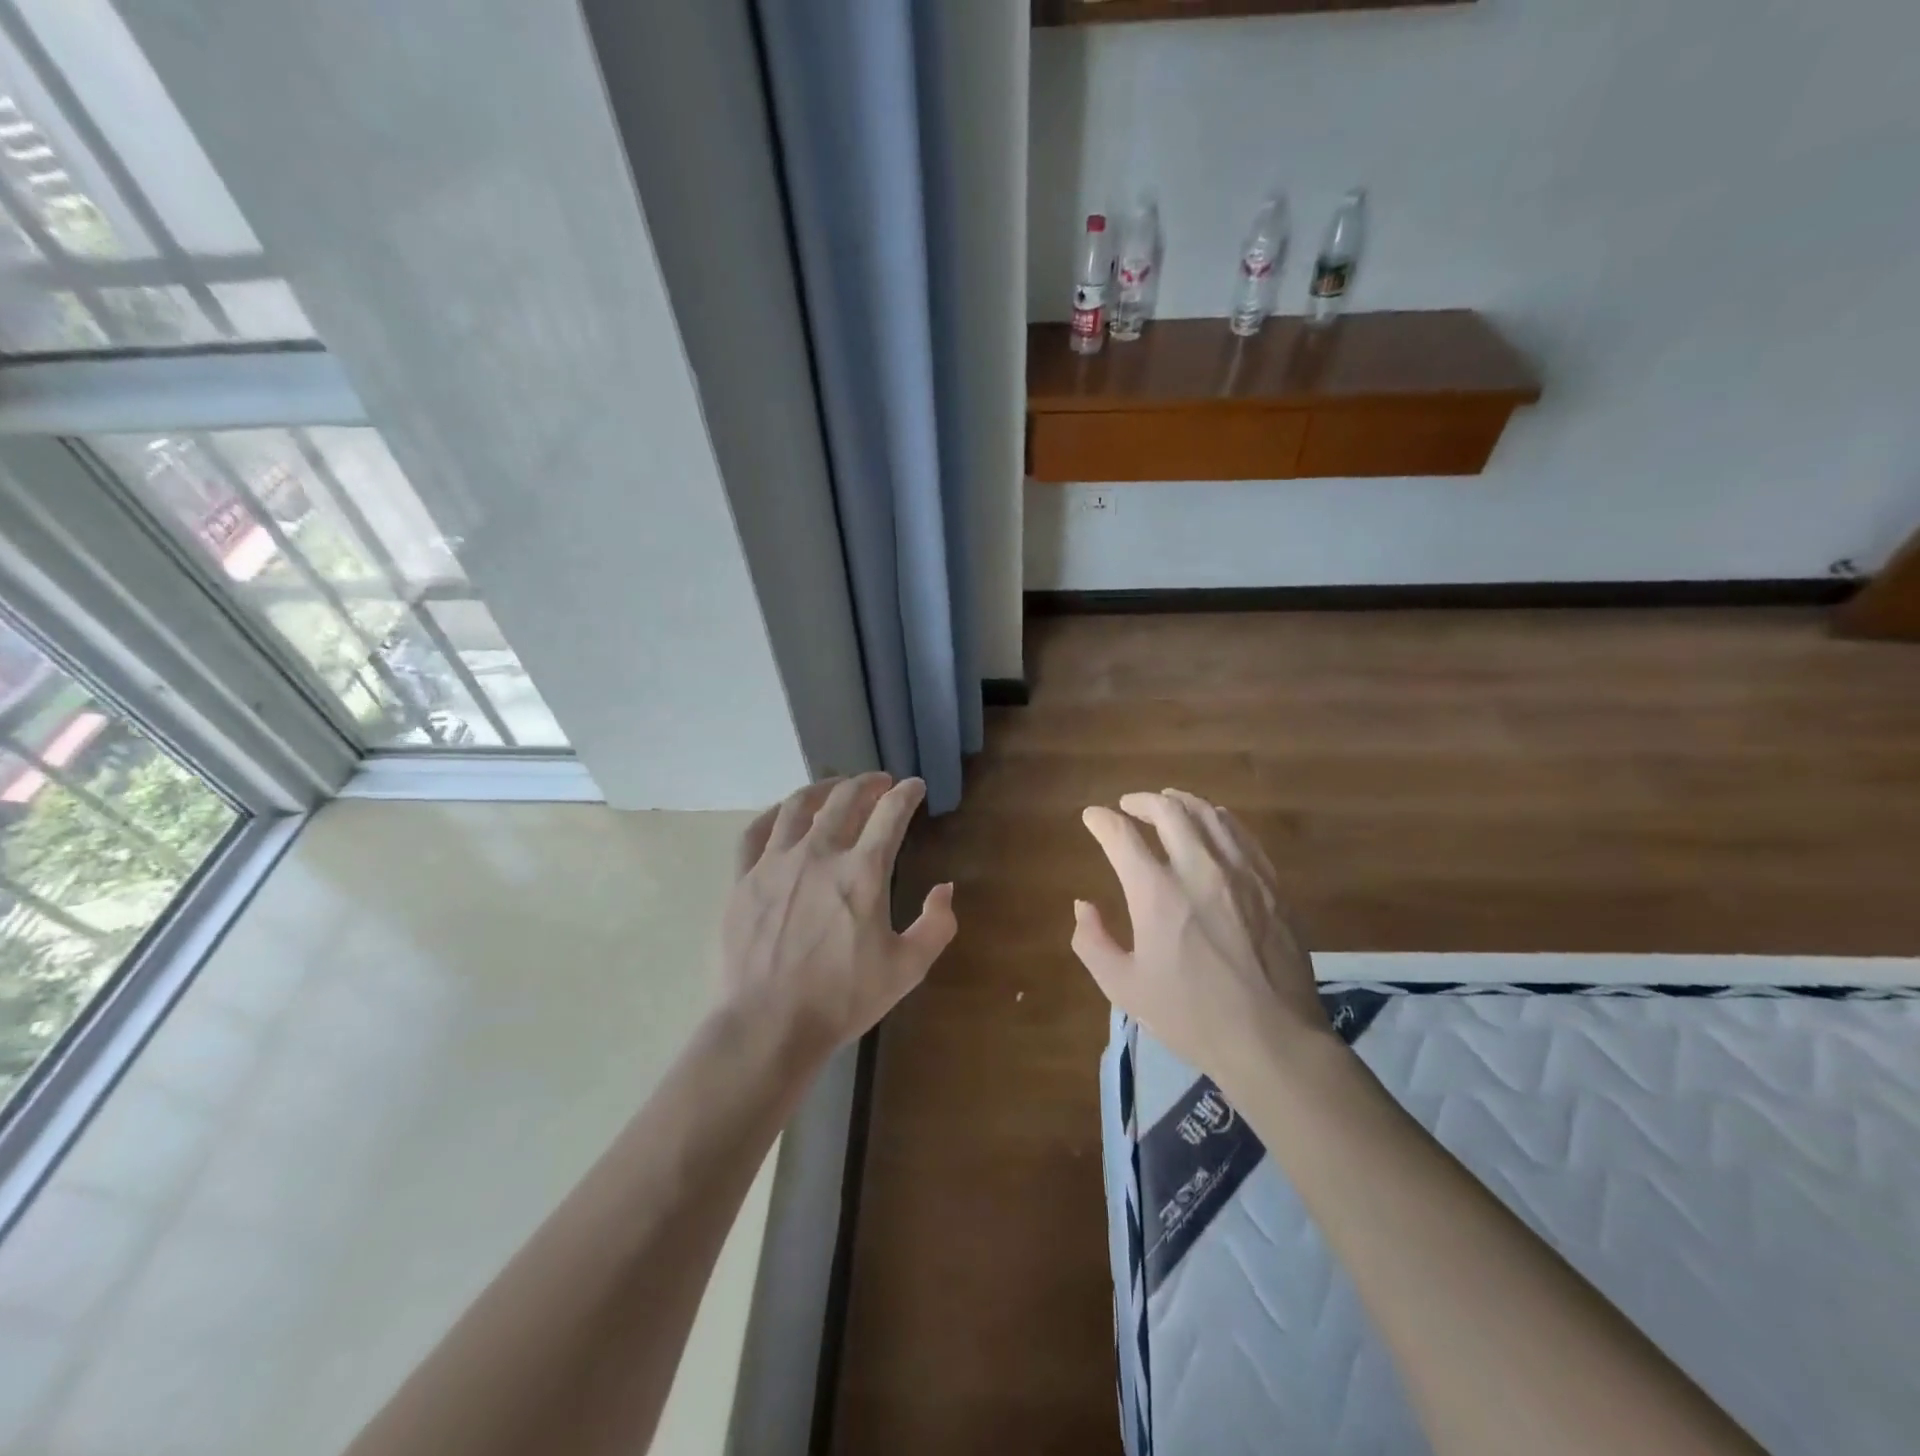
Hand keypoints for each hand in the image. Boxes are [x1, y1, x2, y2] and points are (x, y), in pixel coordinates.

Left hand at [721, 773, 956, 1063]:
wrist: (768, 1025)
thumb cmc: (842, 999)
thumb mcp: (907, 969)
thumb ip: (936, 925)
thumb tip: (945, 889)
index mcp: (862, 872)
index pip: (890, 814)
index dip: (907, 794)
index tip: (915, 787)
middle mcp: (819, 854)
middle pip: (845, 798)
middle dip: (868, 783)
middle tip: (880, 782)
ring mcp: (776, 863)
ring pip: (799, 805)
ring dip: (824, 789)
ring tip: (836, 788)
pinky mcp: (743, 879)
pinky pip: (756, 831)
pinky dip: (775, 813)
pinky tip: (785, 814)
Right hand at [1071, 789, 1330, 1096]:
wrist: (1272, 1039)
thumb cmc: (1191, 1016)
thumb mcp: (1124, 987)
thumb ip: (1093, 942)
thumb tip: (1084, 906)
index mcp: (1157, 893)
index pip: (1121, 835)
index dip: (1101, 820)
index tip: (1092, 818)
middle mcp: (1199, 869)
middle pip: (1168, 810)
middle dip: (1141, 801)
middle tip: (1128, 805)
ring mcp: (1241, 872)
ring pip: (1209, 814)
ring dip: (1181, 802)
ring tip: (1168, 803)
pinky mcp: (1271, 884)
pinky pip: (1241, 834)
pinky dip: (1218, 819)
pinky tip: (1213, 825)